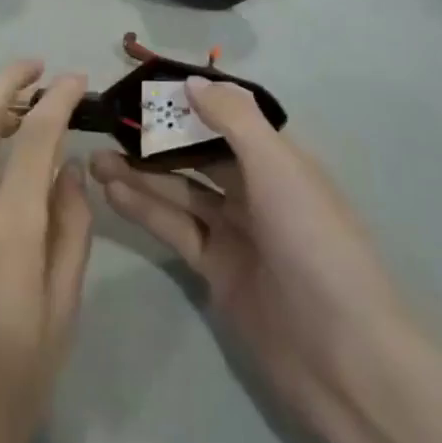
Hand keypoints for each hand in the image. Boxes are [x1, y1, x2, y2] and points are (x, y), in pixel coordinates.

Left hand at [0, 62, 92, 442]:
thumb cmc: (6, 387)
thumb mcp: (60, 317)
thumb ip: (70, 233)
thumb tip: (69, 171)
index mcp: (8, 224)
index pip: (37, 134)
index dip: (58, 96)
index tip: (75, 78)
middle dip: (10, 79)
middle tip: (35, 69)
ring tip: (4, 112)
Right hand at [90, 77, 404, 442]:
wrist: (348, 361)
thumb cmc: (316, 245)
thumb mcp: (278, 169)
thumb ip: (233, 120)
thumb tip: (191, 81)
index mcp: (277, 159)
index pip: (224, 117)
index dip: (184, 102)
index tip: (140, 88)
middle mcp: (255, 189)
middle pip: (196, 154)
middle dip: (154, 140)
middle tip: (106, 127)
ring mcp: (235, 233)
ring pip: (179, 192)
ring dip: (140, 174)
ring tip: (94, 160)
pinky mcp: (217, 271)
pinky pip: (175, 229)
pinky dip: (145, 210)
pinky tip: (111, 192)